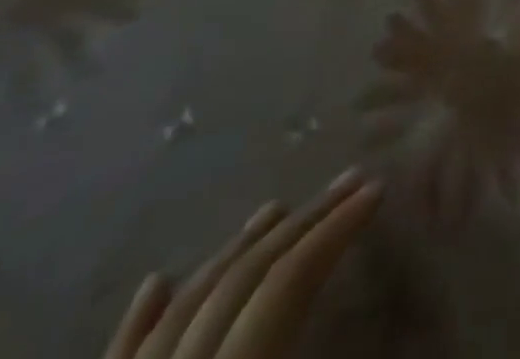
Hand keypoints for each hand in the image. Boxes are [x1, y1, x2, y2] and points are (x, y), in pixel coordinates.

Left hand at [103, 168, 383, 358]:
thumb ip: (320, 341)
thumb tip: (381, 301)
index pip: (285, 284)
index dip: (335, 231)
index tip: (378, 187)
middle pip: (239, 283)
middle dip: (303, 223)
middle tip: (352, 177)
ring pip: (182, 308)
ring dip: (235, 251)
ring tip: (277, 208)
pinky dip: (139, 319)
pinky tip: (157, 281)